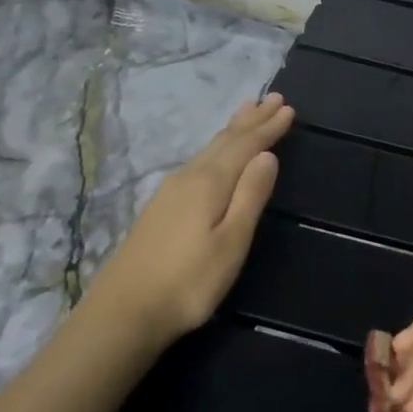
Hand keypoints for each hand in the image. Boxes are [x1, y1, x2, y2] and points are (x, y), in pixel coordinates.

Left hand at [85, 93, 294, 348]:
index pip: (245, 146)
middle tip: (272, 97)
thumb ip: (250, 196)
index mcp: (209, 183)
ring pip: (208, 150)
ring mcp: (170, 192)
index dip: (268, 128)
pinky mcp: (161, 208)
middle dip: (251, 120)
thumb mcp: (231, 241)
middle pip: (224, 141)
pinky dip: (216, 148)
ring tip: (246, 111)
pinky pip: (198, 162)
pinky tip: (214, 155)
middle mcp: (188, 178)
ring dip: (232, 130)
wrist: (123, 313)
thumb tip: (267, 156)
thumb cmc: (189, 281)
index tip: (288, 109)